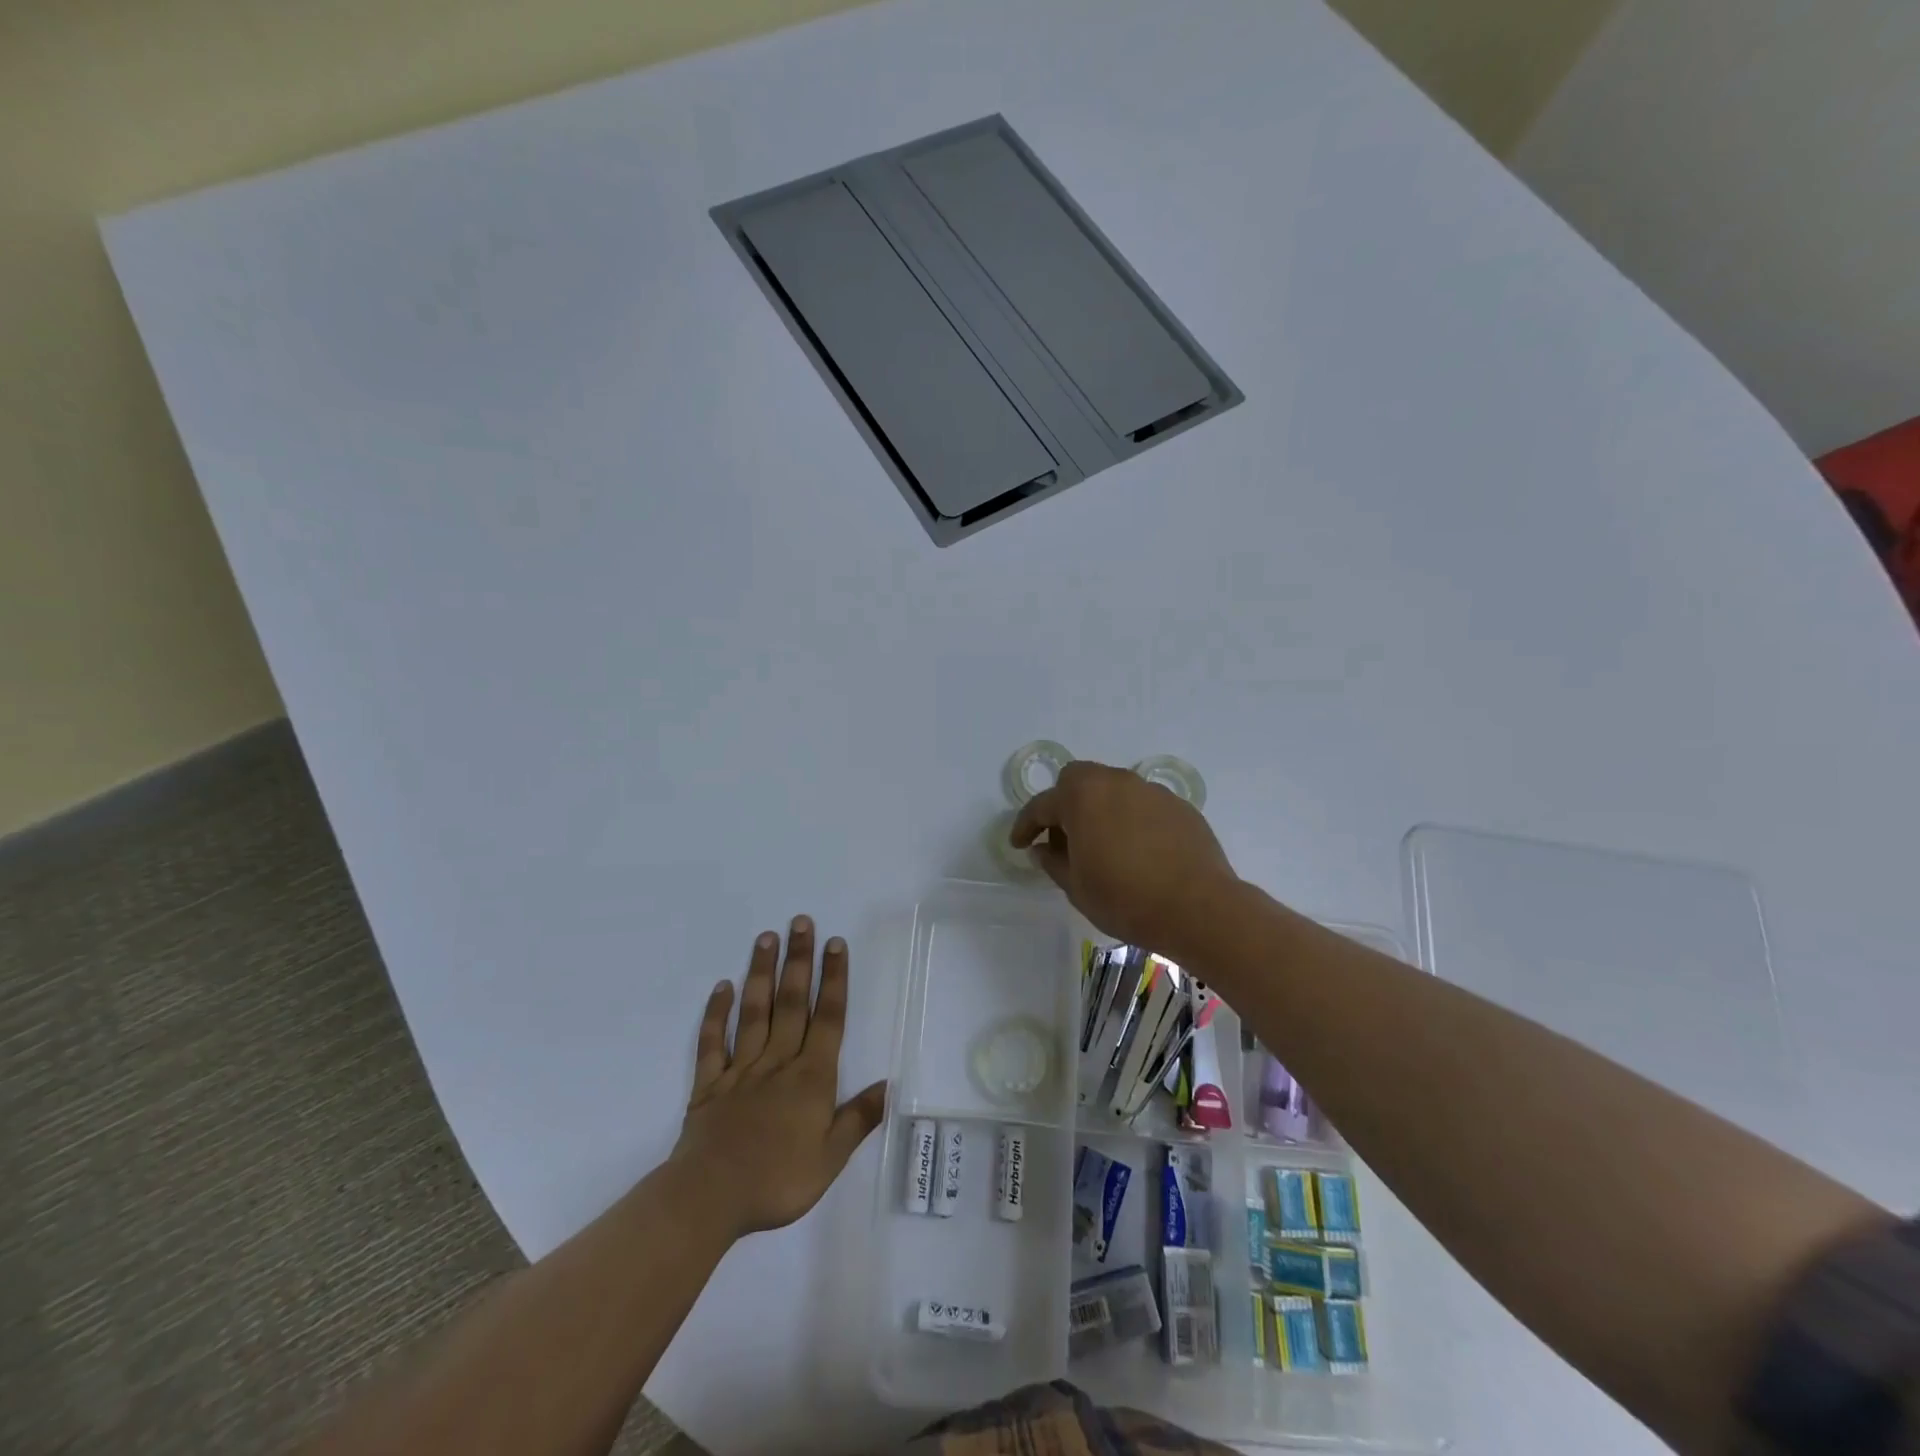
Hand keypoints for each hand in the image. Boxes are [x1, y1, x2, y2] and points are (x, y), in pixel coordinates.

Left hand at [671, 917, 887, 1239]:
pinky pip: (713, 1042)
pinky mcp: (709, 1083)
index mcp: (811, 1077)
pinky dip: (716, 1013)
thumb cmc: (777, 1181)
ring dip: (761, 973)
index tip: (835, 943)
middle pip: (791, 1002)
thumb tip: (889, 1085)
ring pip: (754, 1012)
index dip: (833, 979)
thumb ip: (858, 1119)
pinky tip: (723, 987)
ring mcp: (740, 1069)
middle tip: (800, 921)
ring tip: (766, 937)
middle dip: (799, 960)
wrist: (709, 1199)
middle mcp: (778, 1062)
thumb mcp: (830, 1159)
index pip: (828, 1018)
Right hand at [1010, 761, 1240, 957]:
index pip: (1042, 805)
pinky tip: (1138, 852)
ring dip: (1100, 810)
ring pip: (1114, 790)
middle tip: (1063, 839)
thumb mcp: (1076, 887)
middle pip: (1079, 780)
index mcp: (1083, 796)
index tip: (1019, 845)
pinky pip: (1143, 806)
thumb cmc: (1125, 898)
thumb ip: (1053, 862)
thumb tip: (1042, 850)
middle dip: (1064, 804)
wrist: (1199, 908)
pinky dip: (1131, 820)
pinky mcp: (1180, 807)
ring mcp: (1152, 791)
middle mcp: (1116, 782)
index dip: (1025, 826)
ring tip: (1103, 846)